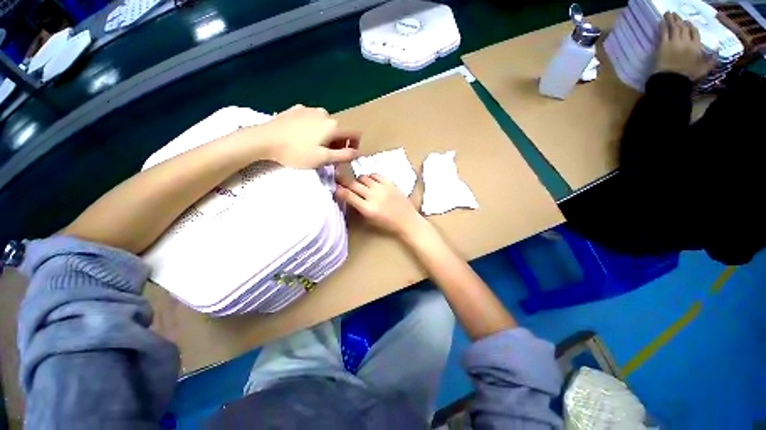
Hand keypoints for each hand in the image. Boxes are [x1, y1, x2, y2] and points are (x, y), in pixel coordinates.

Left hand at [252, 105, 359, 168]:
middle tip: (326, 155)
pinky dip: (312, 128)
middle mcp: (324, 114)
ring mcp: (309, 109)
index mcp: (333, 126)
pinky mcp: (296, 109)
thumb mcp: (323, 158)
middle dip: (337, 143)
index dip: (354, 145)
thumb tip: (357, 152)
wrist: (265, 139)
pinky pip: (311, 119)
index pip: (353, 134)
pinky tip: (301, 136)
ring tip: (312, 146)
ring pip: (325, 124)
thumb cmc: (297, 152)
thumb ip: (343, 155)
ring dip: (325, 135)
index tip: (346, 155)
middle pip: (338, 130)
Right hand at [335, 174, 427, 238]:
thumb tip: (348, 197)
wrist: (407, 220)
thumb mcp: (370, 220)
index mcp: (367, 209)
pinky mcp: (390, 183)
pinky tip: (370, 181)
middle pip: (353, 184)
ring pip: (363, 178)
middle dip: (344, 182)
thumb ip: (358, 208)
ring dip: (358, 180)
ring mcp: (382, 188)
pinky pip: (375, 175)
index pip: (348, 195)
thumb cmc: (387, 224)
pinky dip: (370, 177)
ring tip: (358, 184)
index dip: (339, 190)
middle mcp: (373, 196)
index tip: (334, 187)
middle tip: (339, 179)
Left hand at [655, 12, 715, 80]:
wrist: (672, 80)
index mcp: (696, 46)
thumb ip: (711, 61)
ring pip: (673, 27)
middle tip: (675, 14)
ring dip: (670, 19)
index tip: (687, 22)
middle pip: (683, 27)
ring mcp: (674, 42)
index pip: (694, 32)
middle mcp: (686, 42)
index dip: (690, 26)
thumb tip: (717, 55)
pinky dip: (662, 26)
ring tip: (667, 13)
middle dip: (679, 20)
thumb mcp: (703, 69)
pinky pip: (663, 33)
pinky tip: (660, 22)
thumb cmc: (688, 75)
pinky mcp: (663, 45)